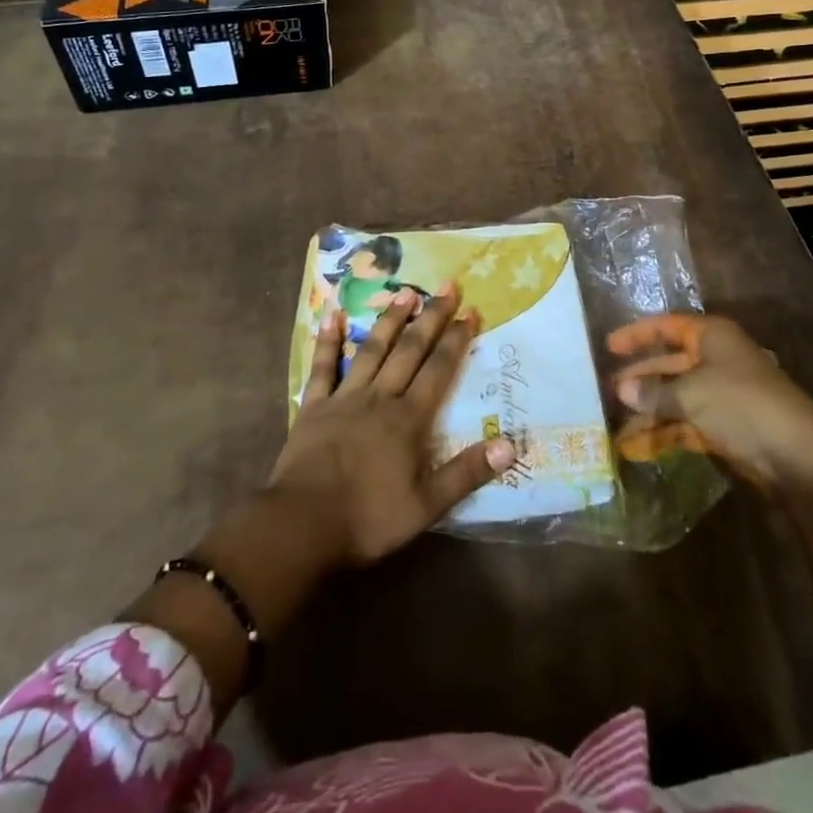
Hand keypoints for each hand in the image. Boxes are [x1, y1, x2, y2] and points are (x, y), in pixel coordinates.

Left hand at [270, 284, 515, 565]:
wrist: (302, 525)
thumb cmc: (368, 519)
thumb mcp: (426, 506)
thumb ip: (467, 473)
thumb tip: (510, 445)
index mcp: (408, 419)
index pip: (438, 370)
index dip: (456, 340)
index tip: (471, 311)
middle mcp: (379, 397)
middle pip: (409, 350)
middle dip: (431, 317)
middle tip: (447, 286)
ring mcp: (344, 397)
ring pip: (371, 349)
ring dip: (390, 320)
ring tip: (406, 292)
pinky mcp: (313, 406)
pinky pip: (322, 366)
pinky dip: (327, 340)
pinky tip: (331, 314)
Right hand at [606, 314, 812, 492]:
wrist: (798, 457)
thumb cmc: (741, 405)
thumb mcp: (691, 394)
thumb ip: (653, 392)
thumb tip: (620, 389)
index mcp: (712, 337)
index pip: (667, 327)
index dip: (638, 335)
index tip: (608, 346)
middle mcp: (717, 360)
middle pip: (670, 364)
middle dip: (640, 378)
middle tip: (606, 391)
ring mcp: (723, 396)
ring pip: (676, 397)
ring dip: (648, 411)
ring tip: (614, 426)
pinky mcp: (727, 428)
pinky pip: (686, 424)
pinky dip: (664, 433)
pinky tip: (637, 447)